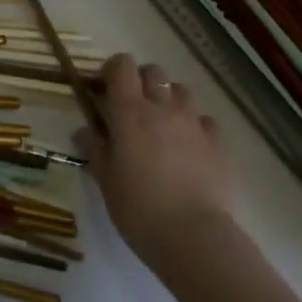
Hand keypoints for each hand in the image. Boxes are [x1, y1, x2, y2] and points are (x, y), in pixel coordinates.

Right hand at [89, 54, 234, 270]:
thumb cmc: (139, 209)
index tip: (107, 90)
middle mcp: (162, 107)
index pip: (122, 65)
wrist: (194, 236)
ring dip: (170, 99)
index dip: (113, 70)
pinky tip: (190, 147)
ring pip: (181, 90)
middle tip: (134, 109)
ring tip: (164, 126)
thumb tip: (85, 130)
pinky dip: (195, 126)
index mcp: (130, 111)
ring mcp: (193, 122)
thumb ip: (96, 149)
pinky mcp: (217, 142)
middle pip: (153, 71)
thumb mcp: (106, 181)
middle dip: (142, 81)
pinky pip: (204, 120)